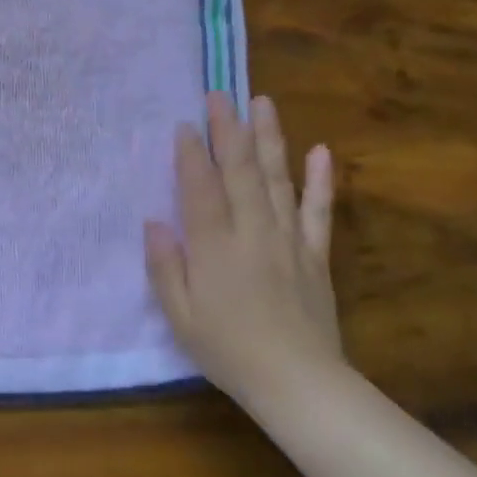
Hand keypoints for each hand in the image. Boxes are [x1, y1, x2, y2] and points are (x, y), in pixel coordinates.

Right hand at [144, 93, 344, 408]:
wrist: (299, 382)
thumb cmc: (228, 350)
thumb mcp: (180, 315)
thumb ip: (166, 266)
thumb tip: (155, 222)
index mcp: (215, 247)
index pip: (202, 189)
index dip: (192, 155)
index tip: (185, 124)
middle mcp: (254, 232)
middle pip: (242, 172)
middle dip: (229, 130)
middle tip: (220, 94)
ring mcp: (289, 240)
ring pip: (279, 179)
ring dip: (270, 138)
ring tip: (264, 103)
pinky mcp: (316, 255)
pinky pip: (319, 210)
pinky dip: (320, 180)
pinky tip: (321, 151)